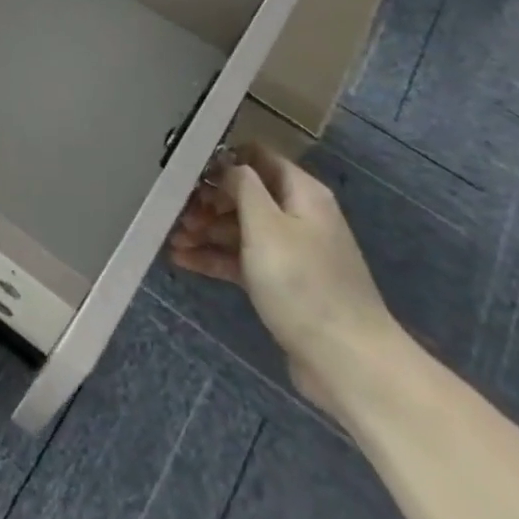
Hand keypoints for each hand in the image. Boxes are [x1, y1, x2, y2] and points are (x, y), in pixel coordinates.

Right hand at [167, 143, 400, 415]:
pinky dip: (215, 258)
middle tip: (175, 212)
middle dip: (208, 200)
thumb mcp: (266, 225)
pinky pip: (242, 261)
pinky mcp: (282, 285)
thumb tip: (228, 165)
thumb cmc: (302, 283)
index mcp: (301, 193)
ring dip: (206, 231)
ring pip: (240, 229)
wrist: (346, 361)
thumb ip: (243, 186)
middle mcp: (298, 216)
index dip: (223, 159)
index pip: (258, 157)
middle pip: (246, 195)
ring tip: (171, 239)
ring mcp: (291, 252)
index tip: (187, 170)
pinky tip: (182, 261)